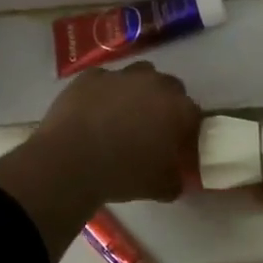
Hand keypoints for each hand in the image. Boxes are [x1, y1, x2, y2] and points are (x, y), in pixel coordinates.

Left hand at [0, 63, 202, 262]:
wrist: (69, 161)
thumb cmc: (122, 174)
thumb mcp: (160, 188)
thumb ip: (175, 179)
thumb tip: (176, 178)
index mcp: (178, 109)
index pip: (193, 114)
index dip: (186, 130)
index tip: (177, 145)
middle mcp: (154, 84)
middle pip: (170, 87)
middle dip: (165, 104)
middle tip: (151, 128)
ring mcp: (121, 75)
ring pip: (139, 75)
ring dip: (137, 90)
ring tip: (123, 115)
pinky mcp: (91, 76)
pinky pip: (104, 80)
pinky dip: (104, 92)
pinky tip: (94, 112)